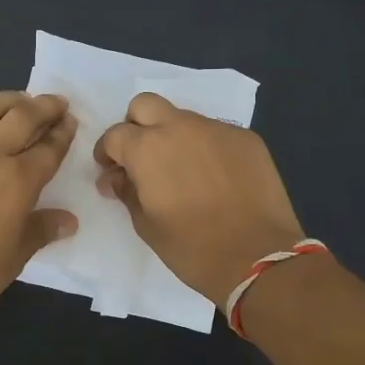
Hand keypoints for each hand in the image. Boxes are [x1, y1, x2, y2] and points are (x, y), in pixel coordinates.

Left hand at [0, 91, 78, 332]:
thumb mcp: (15, 257)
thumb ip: (42, 230)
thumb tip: (68, 220)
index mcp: (18, 182)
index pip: (49, 148)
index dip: (63, 133)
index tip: (70, 122)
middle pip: (22, 118)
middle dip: (44, 106)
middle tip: (55, 103)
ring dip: (6, 100)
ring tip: (17, 100)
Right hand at [94, 93, 303, 304]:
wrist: (258, 258)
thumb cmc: (192, 248)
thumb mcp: (146, 225)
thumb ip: (126, 191)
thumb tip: (115, 177)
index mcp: (148, 147)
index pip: (115, 135)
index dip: (107, 153)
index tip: (111, 171)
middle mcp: (181, 127)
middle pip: (146, 105)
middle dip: (136, 126)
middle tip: (141, 157)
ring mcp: (217, 129)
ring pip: (184, 118)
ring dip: (174, 136)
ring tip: (182, 170)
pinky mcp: (247, 139)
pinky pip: (216, 134)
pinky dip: (206, 148)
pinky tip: (214, 178)